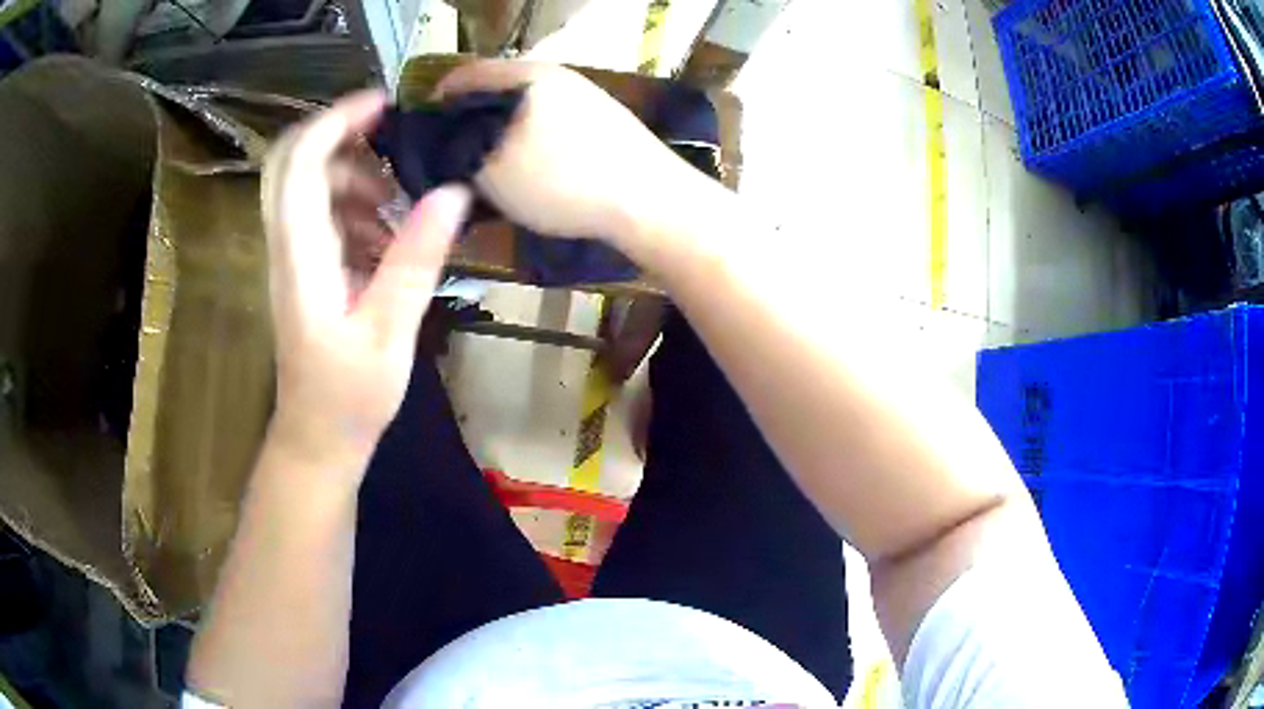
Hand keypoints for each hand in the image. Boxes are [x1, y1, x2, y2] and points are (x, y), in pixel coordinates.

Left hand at [261, 90, 471, 477]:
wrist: (317, 438)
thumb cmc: (349, 397)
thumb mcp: (390, 331)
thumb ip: (415, 259)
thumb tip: (453, 191)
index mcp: (301, 257)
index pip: (300, 164)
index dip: (336, 121)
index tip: (386, 105)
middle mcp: (286, 246)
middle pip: (293, 162)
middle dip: (342, 137)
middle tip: (394, 139)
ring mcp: (292, 256)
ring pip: (310, 185)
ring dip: (355, 176)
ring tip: (400, 202)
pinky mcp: (303, 268)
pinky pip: (322, 214)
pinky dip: (355, 206)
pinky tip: (388, 235)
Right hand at [435, 61, 694, 247]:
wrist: (651, 201)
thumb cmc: (565, 181)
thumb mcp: (494, 173)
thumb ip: (461, 154)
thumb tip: (449, 144)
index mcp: (525, 76)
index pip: (466, 73)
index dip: (439, 97)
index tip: (423, 127)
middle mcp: (555, 75)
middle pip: (496, 89)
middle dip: (469, 116)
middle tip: (452, 152)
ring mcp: (583, 95)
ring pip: (524, 106)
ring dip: (500, 129)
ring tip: (486, 163)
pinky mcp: (602, 119)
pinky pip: (549, 121)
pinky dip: (529, 137)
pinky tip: (528, 166)